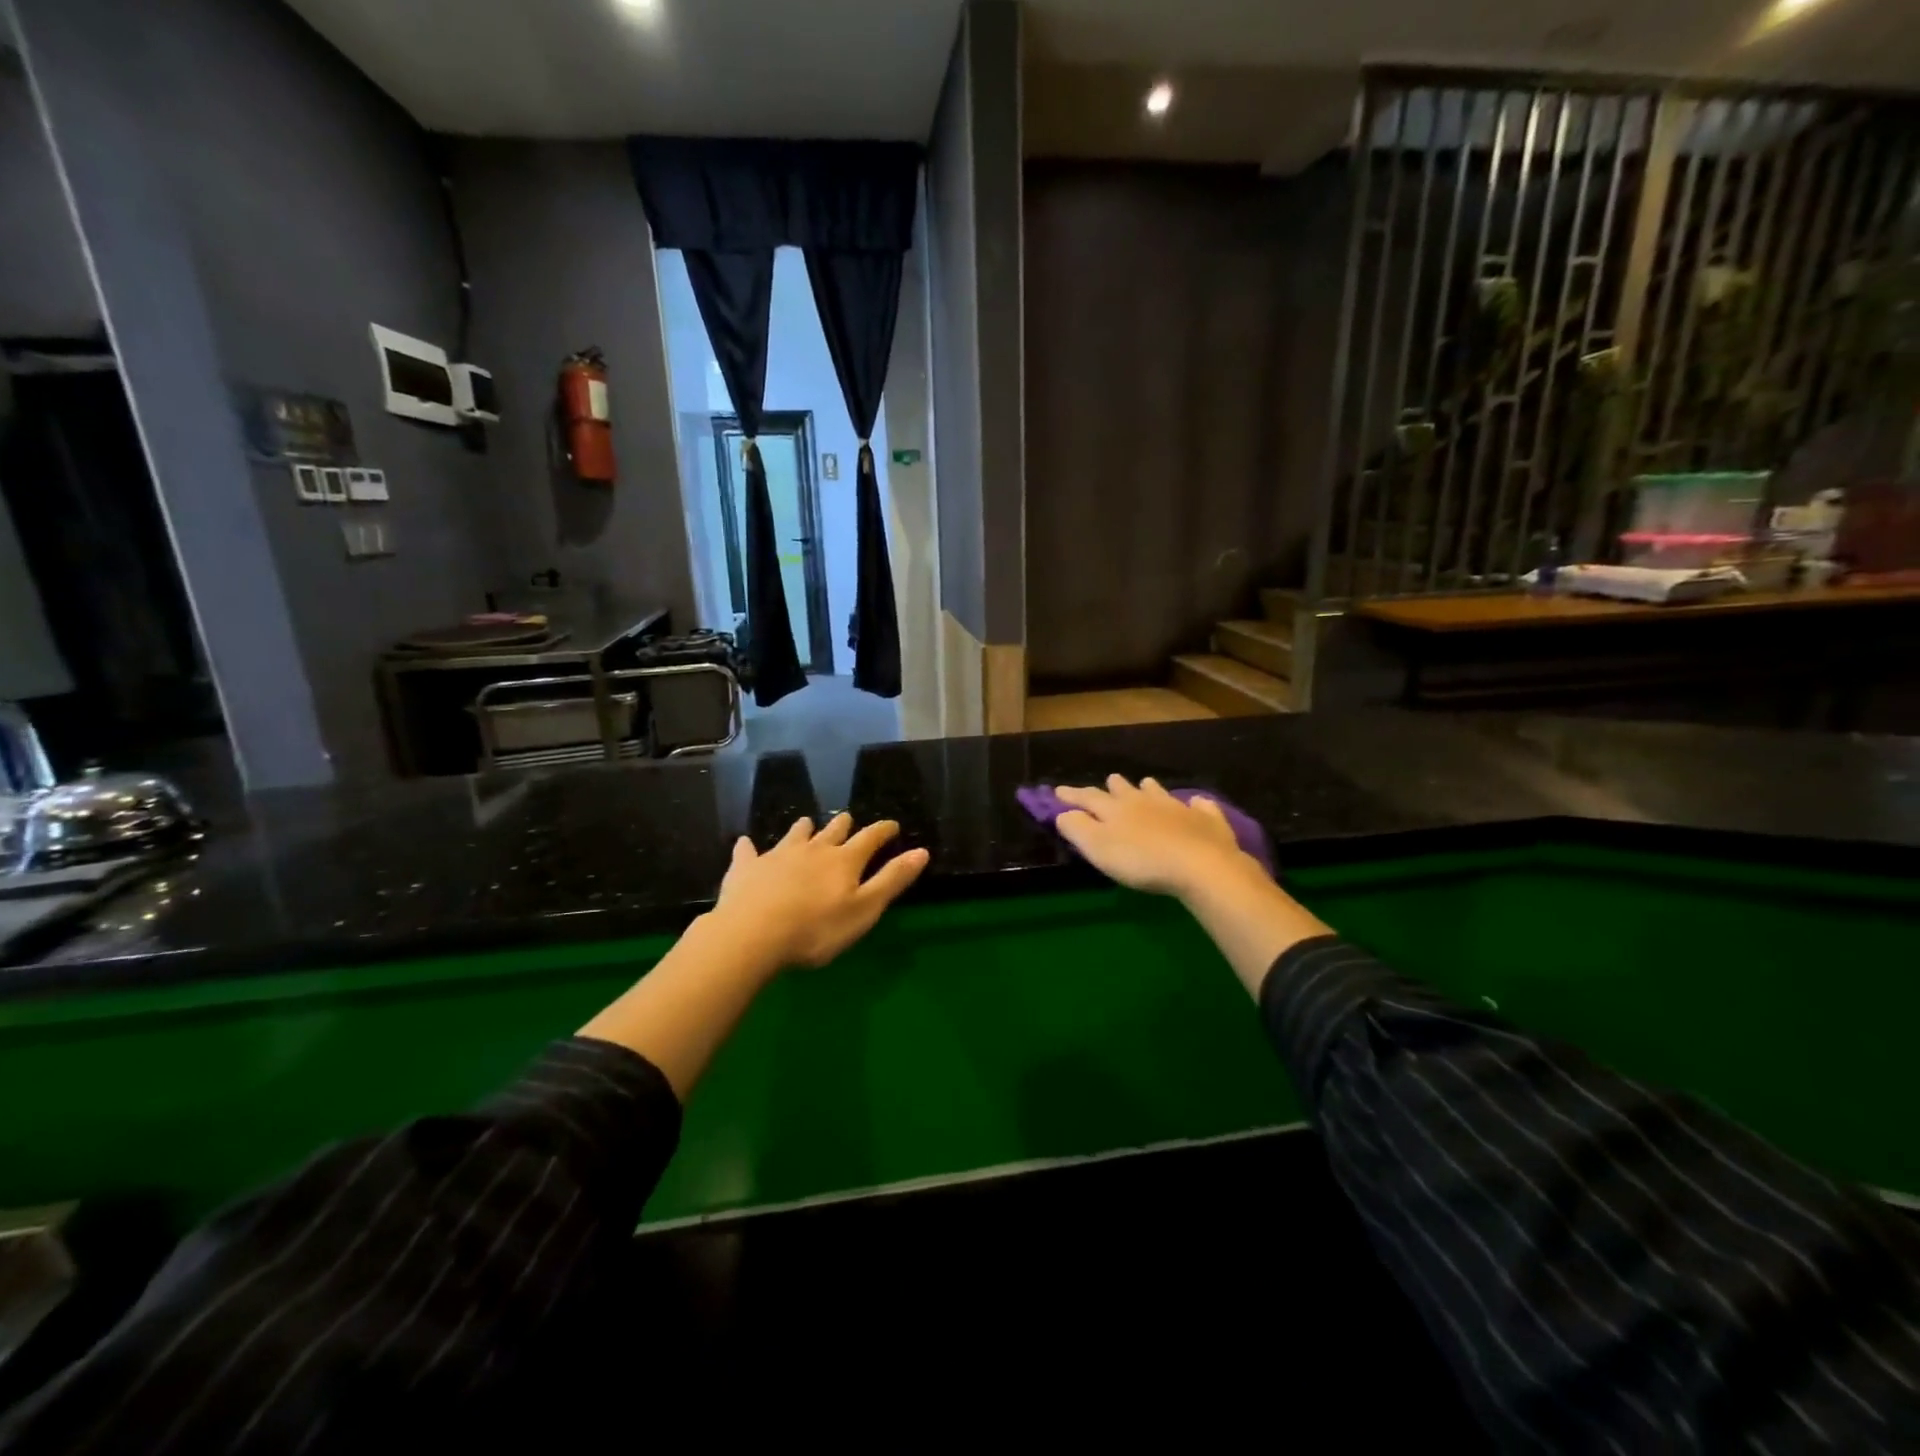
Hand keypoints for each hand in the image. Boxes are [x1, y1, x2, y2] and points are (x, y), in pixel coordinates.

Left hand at [713, 813, 930, 968]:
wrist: (752, 934)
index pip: (870, 838)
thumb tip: (922, 851)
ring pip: (795, 834)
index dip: (883, 830)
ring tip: (807, 824)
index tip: (892, 825)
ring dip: (804, 829)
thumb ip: (892, 880)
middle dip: (843, 825)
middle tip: (848, 821)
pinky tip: (746, 843)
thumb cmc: (816, 929)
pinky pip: (748, 851)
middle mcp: (813, 849)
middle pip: (832, 831)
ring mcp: (777, 855)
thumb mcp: (864, 910)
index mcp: (844, 860)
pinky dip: (750, 846)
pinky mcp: (746, 867)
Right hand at [1055, 776, 1258, 900]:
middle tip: (1110, 780)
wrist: (1200, 864)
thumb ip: (1077, 828)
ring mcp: (1178, 808)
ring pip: (1159, 792)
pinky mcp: (1206, 820)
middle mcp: (1145, 801)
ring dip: (1150, 789)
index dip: (1072, 795)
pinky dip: (1195, 804)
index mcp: (1116, 809)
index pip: (1088, 797)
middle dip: (1114, 786)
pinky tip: (1197, 803)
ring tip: (1146, 784)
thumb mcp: (1098, 848)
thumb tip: (1063, 813)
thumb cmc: (1141, 860)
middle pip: (1125, 790)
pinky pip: (1200, 806)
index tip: (1058, 790)